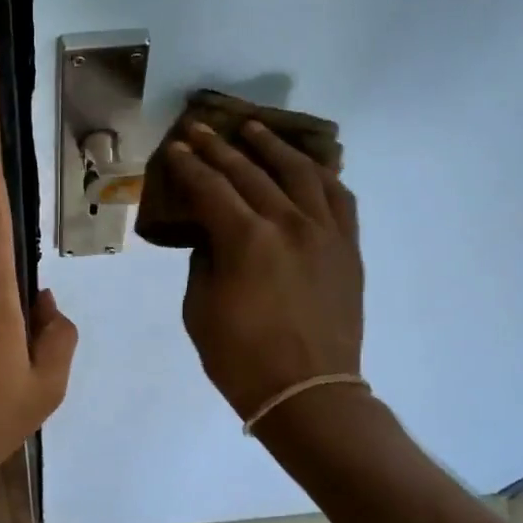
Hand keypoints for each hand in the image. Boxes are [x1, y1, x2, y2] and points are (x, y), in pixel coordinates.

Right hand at [163, 120, 363, 422]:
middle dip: (220, 148)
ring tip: (254, 129)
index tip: (175, 148)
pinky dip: (319, 175)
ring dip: (272, 147)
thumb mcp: (199, 310)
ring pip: (300, 172)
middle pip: (250, 172)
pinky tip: (305, 166)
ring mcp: (325, 232)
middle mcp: (289, 223)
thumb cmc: (241, 359)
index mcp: (246, 240)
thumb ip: (204, 261)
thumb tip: (213, 235)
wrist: (307, 392)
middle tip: (201, 129)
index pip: (211, 188)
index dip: (189, 166)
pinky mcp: (347, 247)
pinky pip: (338, 197)